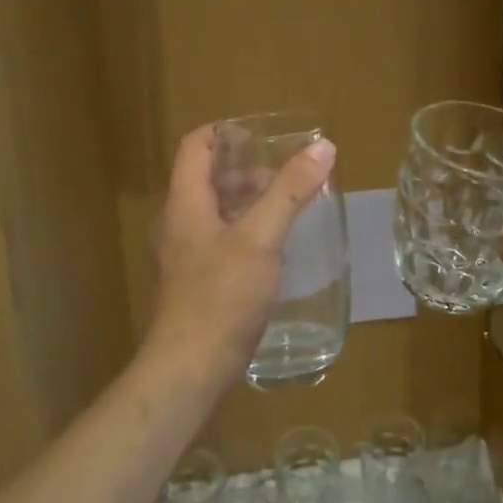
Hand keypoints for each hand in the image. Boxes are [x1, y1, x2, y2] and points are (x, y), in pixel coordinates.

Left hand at [145, 125, 336, 387]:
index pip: (195, 146)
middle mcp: (179, 223)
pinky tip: (274, 247)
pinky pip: (220, 240)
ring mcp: (185, 255)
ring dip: (248, 201)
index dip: (224, 132)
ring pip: (215, 211)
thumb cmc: (222, 296)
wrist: (190, 370)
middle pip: (207, 178)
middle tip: (285, 174)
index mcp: (185, 203)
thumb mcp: (261, 237)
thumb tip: (323, 147)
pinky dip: (245, 230)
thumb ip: (290, 190)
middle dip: (245, 169)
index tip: (261, 134)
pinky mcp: (196, 283)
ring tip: (286, 206)